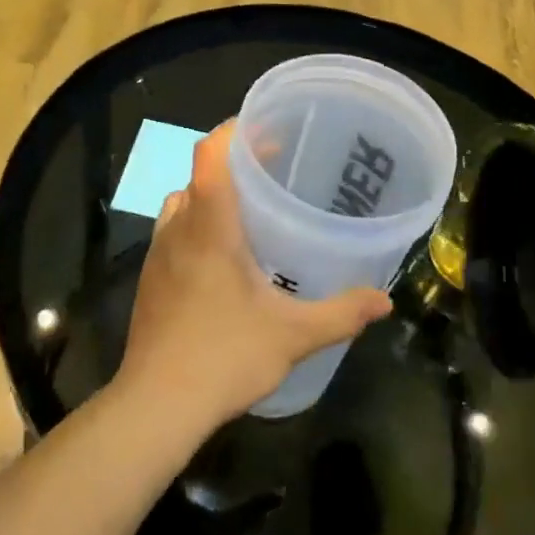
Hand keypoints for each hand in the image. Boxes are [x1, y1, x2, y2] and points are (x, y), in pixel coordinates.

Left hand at [120, 122, 391, 430]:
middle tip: (275, 174)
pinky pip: (173, 232)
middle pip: (200, 175)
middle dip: (235, 165)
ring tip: (250, 214)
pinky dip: (197, 227)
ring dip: (212, 198)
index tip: (270, 131)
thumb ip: (341, 313)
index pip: (212, 153)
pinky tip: (224, 261)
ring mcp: (158, 253)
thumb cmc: (225, 356)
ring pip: (183, 203)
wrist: (157, 403)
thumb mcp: (294, 335)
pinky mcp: (149, 278)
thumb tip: (384, 301)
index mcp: (210, 225)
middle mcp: (178, 228)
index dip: (236, 131)